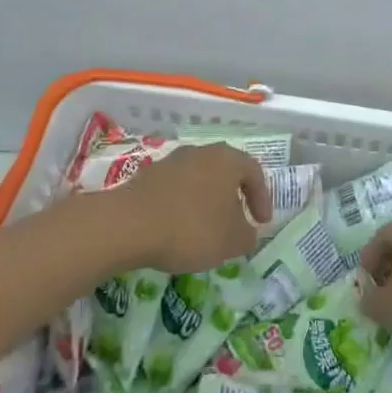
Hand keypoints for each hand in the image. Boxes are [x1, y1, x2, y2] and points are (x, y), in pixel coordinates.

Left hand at [100, 143, 271, 274]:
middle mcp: (201, 152)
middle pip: (225, 172)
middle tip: (236, 223)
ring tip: (206, 230)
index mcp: (228, 159)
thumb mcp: (232, 240)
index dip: (263, 198)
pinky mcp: (147, 176)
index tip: (261, 223)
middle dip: (233, 198)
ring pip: (199, 180)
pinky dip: (183, 206)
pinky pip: (176, 190)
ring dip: (206, 202)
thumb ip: (247, 235)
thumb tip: (246, 232)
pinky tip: (178, 229)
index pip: (255, 172)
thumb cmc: (191, 227)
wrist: (128, 224)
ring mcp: (171, 161)